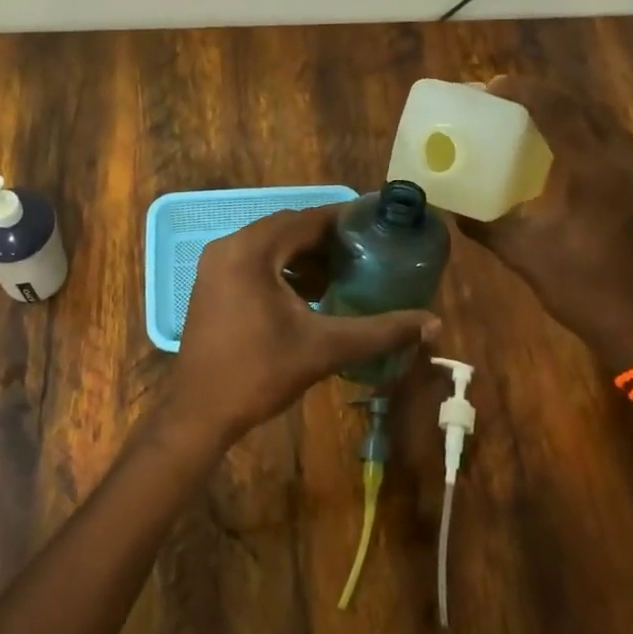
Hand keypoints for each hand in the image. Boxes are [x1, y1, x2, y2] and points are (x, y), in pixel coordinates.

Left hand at [166, 205, 440, 449]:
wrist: (200, 412)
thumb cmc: (260, 373)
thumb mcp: (324, 348)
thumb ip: (379, 332)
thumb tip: (432, 323)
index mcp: (252, 250)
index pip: (306, 220)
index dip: (343, 221)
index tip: (376, 225)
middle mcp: (229, 247)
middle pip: (287, 230)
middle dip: (326, 240)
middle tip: (365, 252)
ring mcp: (215, 266)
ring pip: (270, 247)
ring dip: (304, 256)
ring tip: (342, 274)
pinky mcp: (211, 285)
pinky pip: (254, 262)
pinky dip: (283, 270)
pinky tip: (309, 294)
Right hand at [454, 75, 632, 366]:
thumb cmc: (580, 288)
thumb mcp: (523, 254)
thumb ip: (484, 225)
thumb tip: (449, 207)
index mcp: (593, 171)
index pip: (558, 111)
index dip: (523, 92)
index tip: (491, 87)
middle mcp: (622, 160)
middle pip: (582, 105)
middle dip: (541, 93)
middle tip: (503, 95)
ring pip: (600, 118)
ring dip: (564, 106)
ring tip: (527, 109)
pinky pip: (609, 137)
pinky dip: (581, 126)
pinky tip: (558, 141)